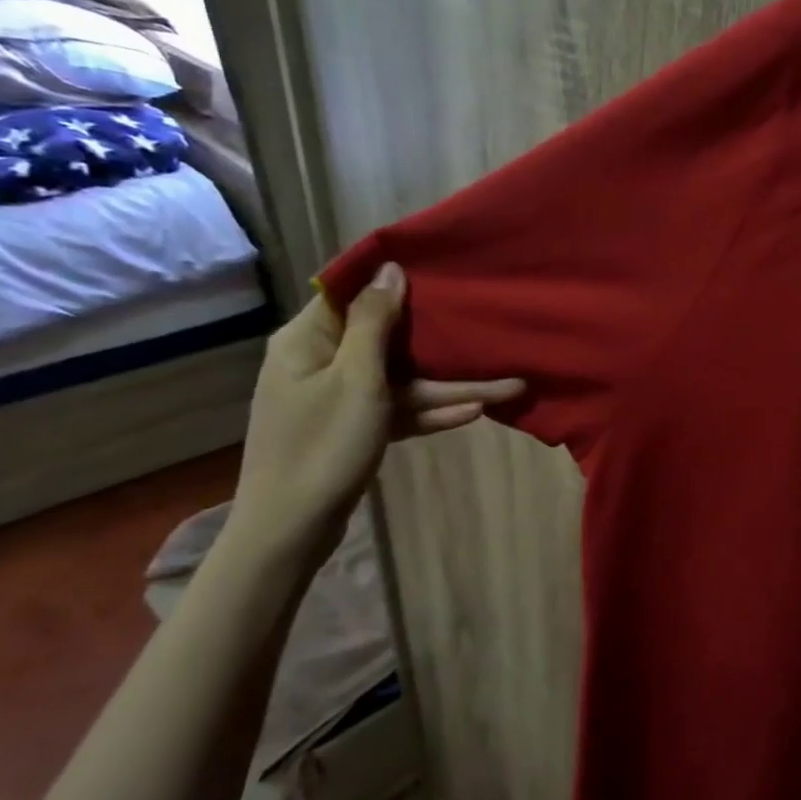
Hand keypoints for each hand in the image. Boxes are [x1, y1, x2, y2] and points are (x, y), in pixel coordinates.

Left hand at [229, 262, 524, 565]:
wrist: (290, 529)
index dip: (393, 280)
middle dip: (439, 339)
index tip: (441, 270)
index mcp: (309, 339)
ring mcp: (340, 398)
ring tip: (509, 385)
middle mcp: (322, 361)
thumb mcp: (356, 379)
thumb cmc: (322, 445)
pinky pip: (398, 409)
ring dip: (450, 384)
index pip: (352, 293)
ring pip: (402, 379)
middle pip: (388, 338)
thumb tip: (389, 270)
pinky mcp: (355, 429)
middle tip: (486, 325)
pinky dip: (431, 410)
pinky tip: (476, 410)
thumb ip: (375, 323)